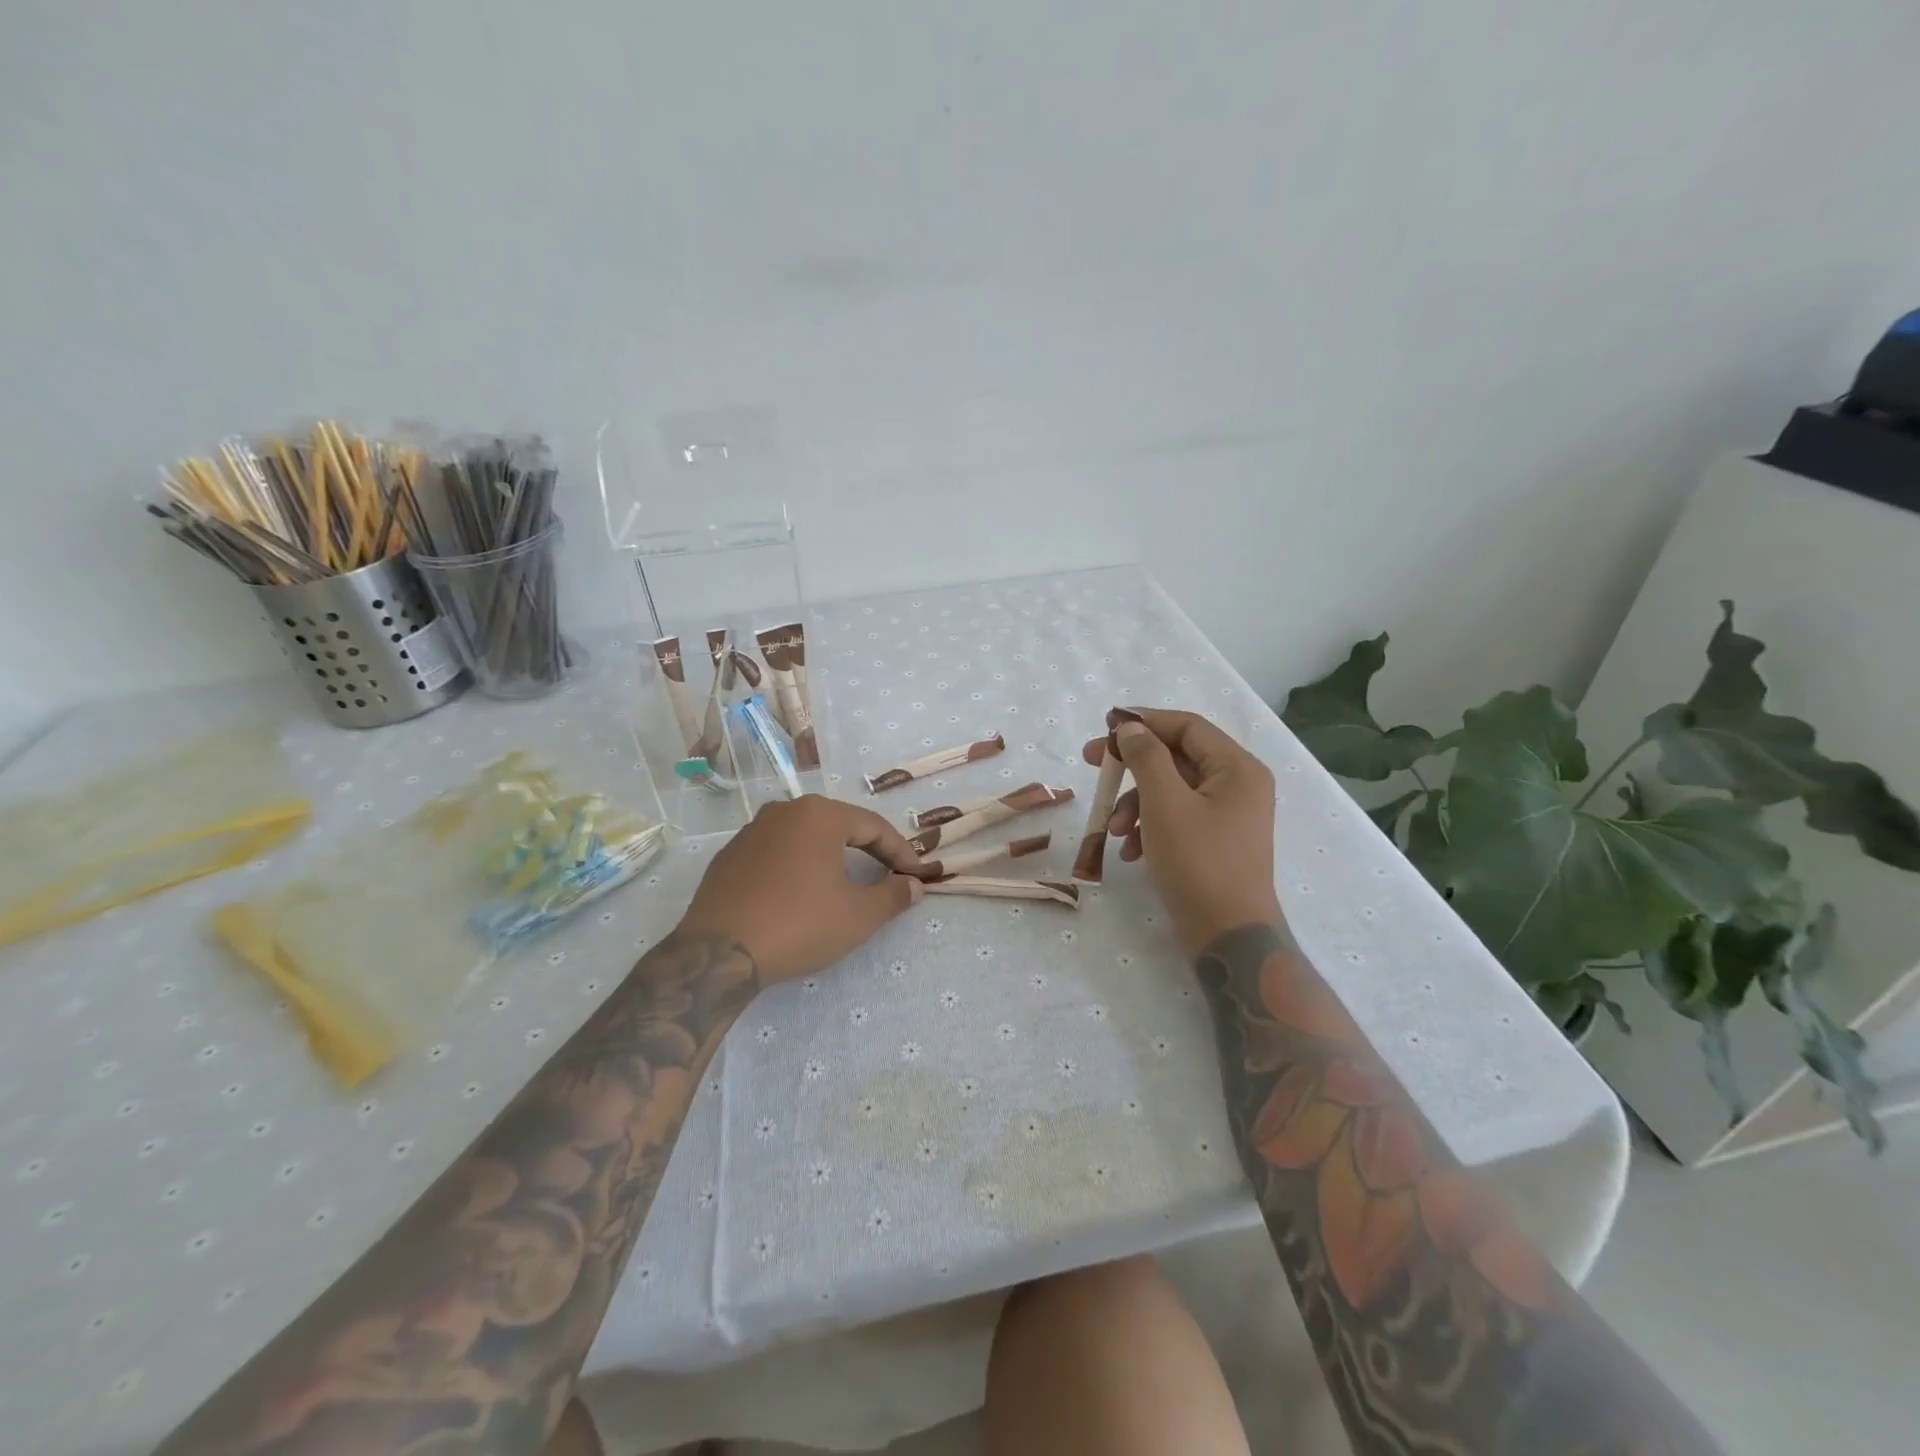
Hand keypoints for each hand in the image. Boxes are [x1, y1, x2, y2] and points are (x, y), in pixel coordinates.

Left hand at [676, 795, 924, 984]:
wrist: (718, 954)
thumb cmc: (799, 925)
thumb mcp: (858, 915)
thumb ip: (893, 895)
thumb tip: (914, 885)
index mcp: (819, 815)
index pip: (873, 826)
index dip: (900, 852)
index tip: (916, 876)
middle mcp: (784, 811)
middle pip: (839, 825)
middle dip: (868, 850)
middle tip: (888, 875)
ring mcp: (752, 831)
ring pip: (806, 837)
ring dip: (832, 857)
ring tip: (847, 882)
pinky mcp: (729, 856)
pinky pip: (777, 852)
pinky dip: (799, 866)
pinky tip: (802, 893)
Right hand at [1082, 708, 1279, 952]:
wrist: (1228, 936)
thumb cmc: (1199, 862)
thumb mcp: (1165, 804)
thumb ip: (1146, 757)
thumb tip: (1131, 728)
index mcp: (1237, 768)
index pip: (1187, 726)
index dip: (1144, 721)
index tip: (1105, 726)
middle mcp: (1238, 785)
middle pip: (1177, 758)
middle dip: (1132, 766)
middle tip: (1093, 765)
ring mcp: (1228, 816)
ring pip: (1171, 790)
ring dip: (1136, 803)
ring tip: (1114, 830)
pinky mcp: (1215, 841)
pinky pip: (1176, 817)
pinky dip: (1149, 827)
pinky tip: (1130, 851)